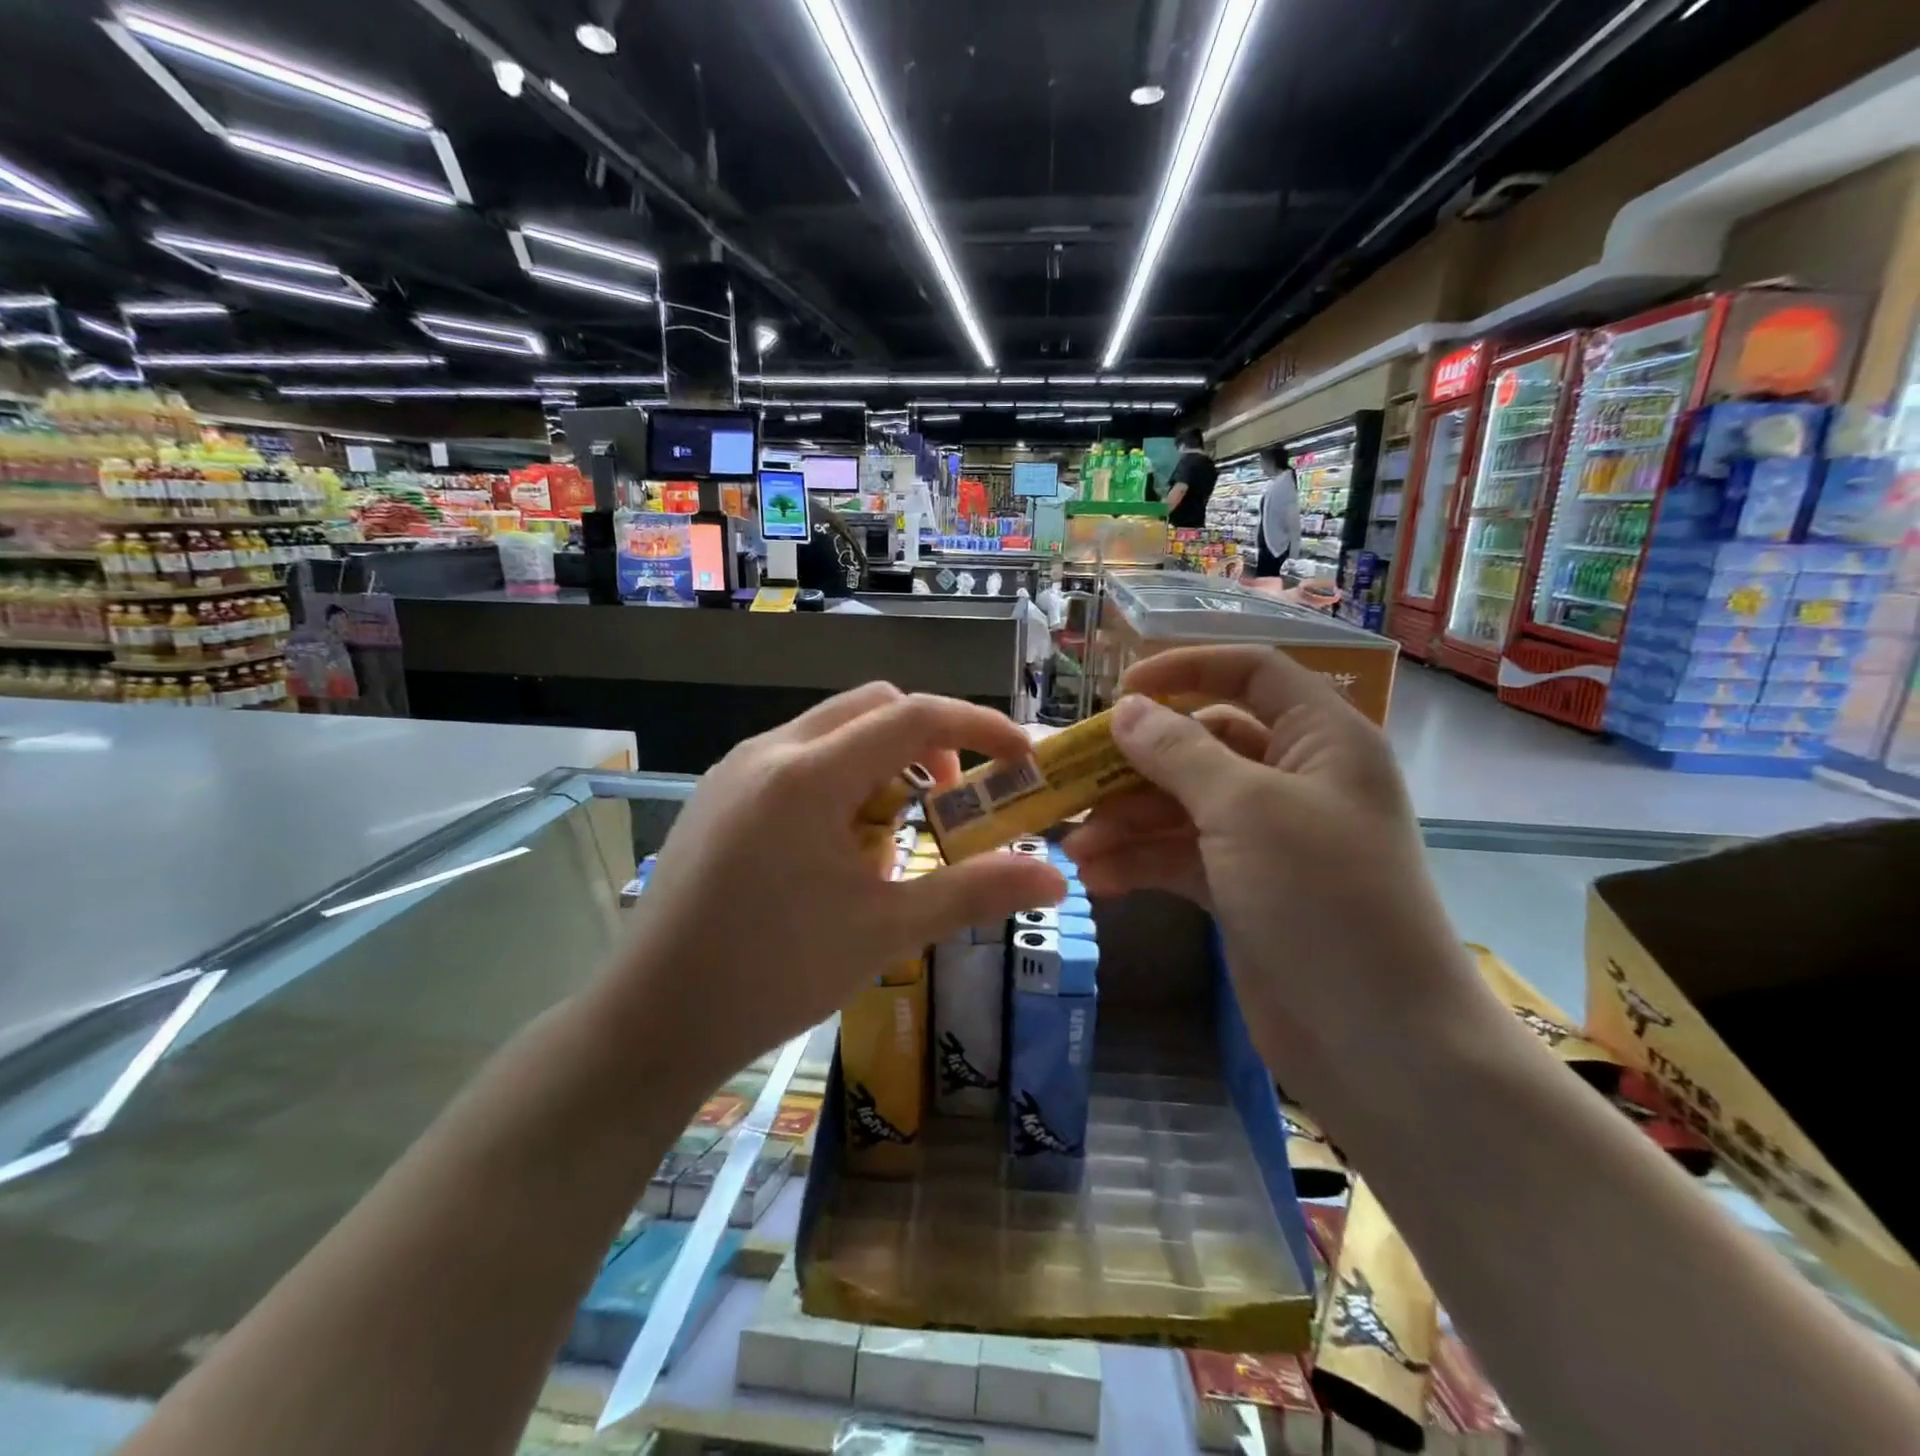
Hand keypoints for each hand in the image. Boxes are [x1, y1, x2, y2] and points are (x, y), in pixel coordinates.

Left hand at [606, 685, 1066, 1087]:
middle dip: (929, 740)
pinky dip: (840, 778)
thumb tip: (1057, 876)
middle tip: (952, 799)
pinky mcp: (717, 795)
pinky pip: (797, 758)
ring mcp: (736, 769)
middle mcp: (769, 752)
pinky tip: (837, 846)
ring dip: (881, 760)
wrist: (651, 1020)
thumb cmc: (773, 974)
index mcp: (809, 775)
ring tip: (893, 833)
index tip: (1021, 757)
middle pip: (872, 707)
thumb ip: (974, 892)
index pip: (914, 716)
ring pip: (832, 729)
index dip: (979, 727)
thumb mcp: (885, 932)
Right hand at [1060, 646, 1479, 1096]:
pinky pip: (1180, 856)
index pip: (1251, 672)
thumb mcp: (1245, 809)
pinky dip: (1140, 862)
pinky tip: (1097, 879)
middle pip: (1201, 744)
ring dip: (1126, 821)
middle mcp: (1293, 779)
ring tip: (1075, 848)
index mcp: (1319, 739)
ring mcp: (1265, 838)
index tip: (1122, 692)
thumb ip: (1179, 752)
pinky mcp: (1241, 888)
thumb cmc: (1323, 899)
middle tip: (1072, 781)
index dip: (1186, 670)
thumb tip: (1128, 710)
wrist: (1379, 1041)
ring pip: (1181, 805)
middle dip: (1136, 764)